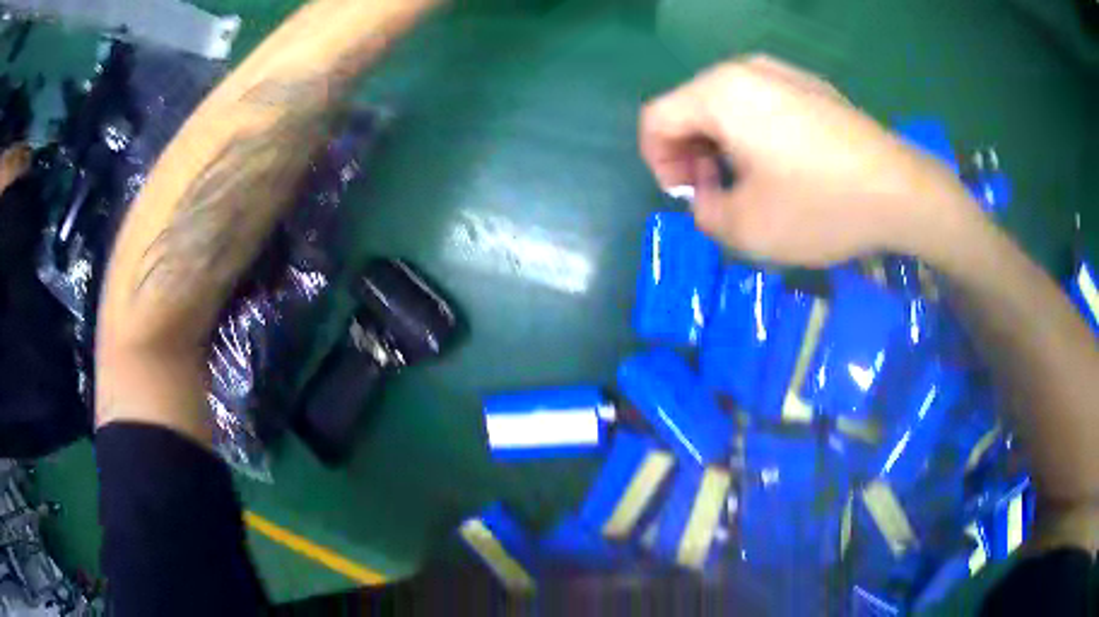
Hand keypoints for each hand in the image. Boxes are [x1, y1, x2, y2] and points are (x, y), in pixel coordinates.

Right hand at [639, 56, 978, 266]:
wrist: (901, 191)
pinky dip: (753, 133)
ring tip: (747, 182)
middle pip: (691, 107)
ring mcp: (783, 73)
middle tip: (714, 193)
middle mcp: (745, 70)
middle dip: (691, 153)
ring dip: (722, 144)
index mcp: (720, 93)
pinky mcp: (811, 87)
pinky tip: (782, 166)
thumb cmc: (821, 206)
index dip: (657, 162)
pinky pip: (761, 104)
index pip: (657, 119)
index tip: (685, 197)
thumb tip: (705, 192)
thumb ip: (702, 212)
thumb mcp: (746, 229)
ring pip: (726, 105)